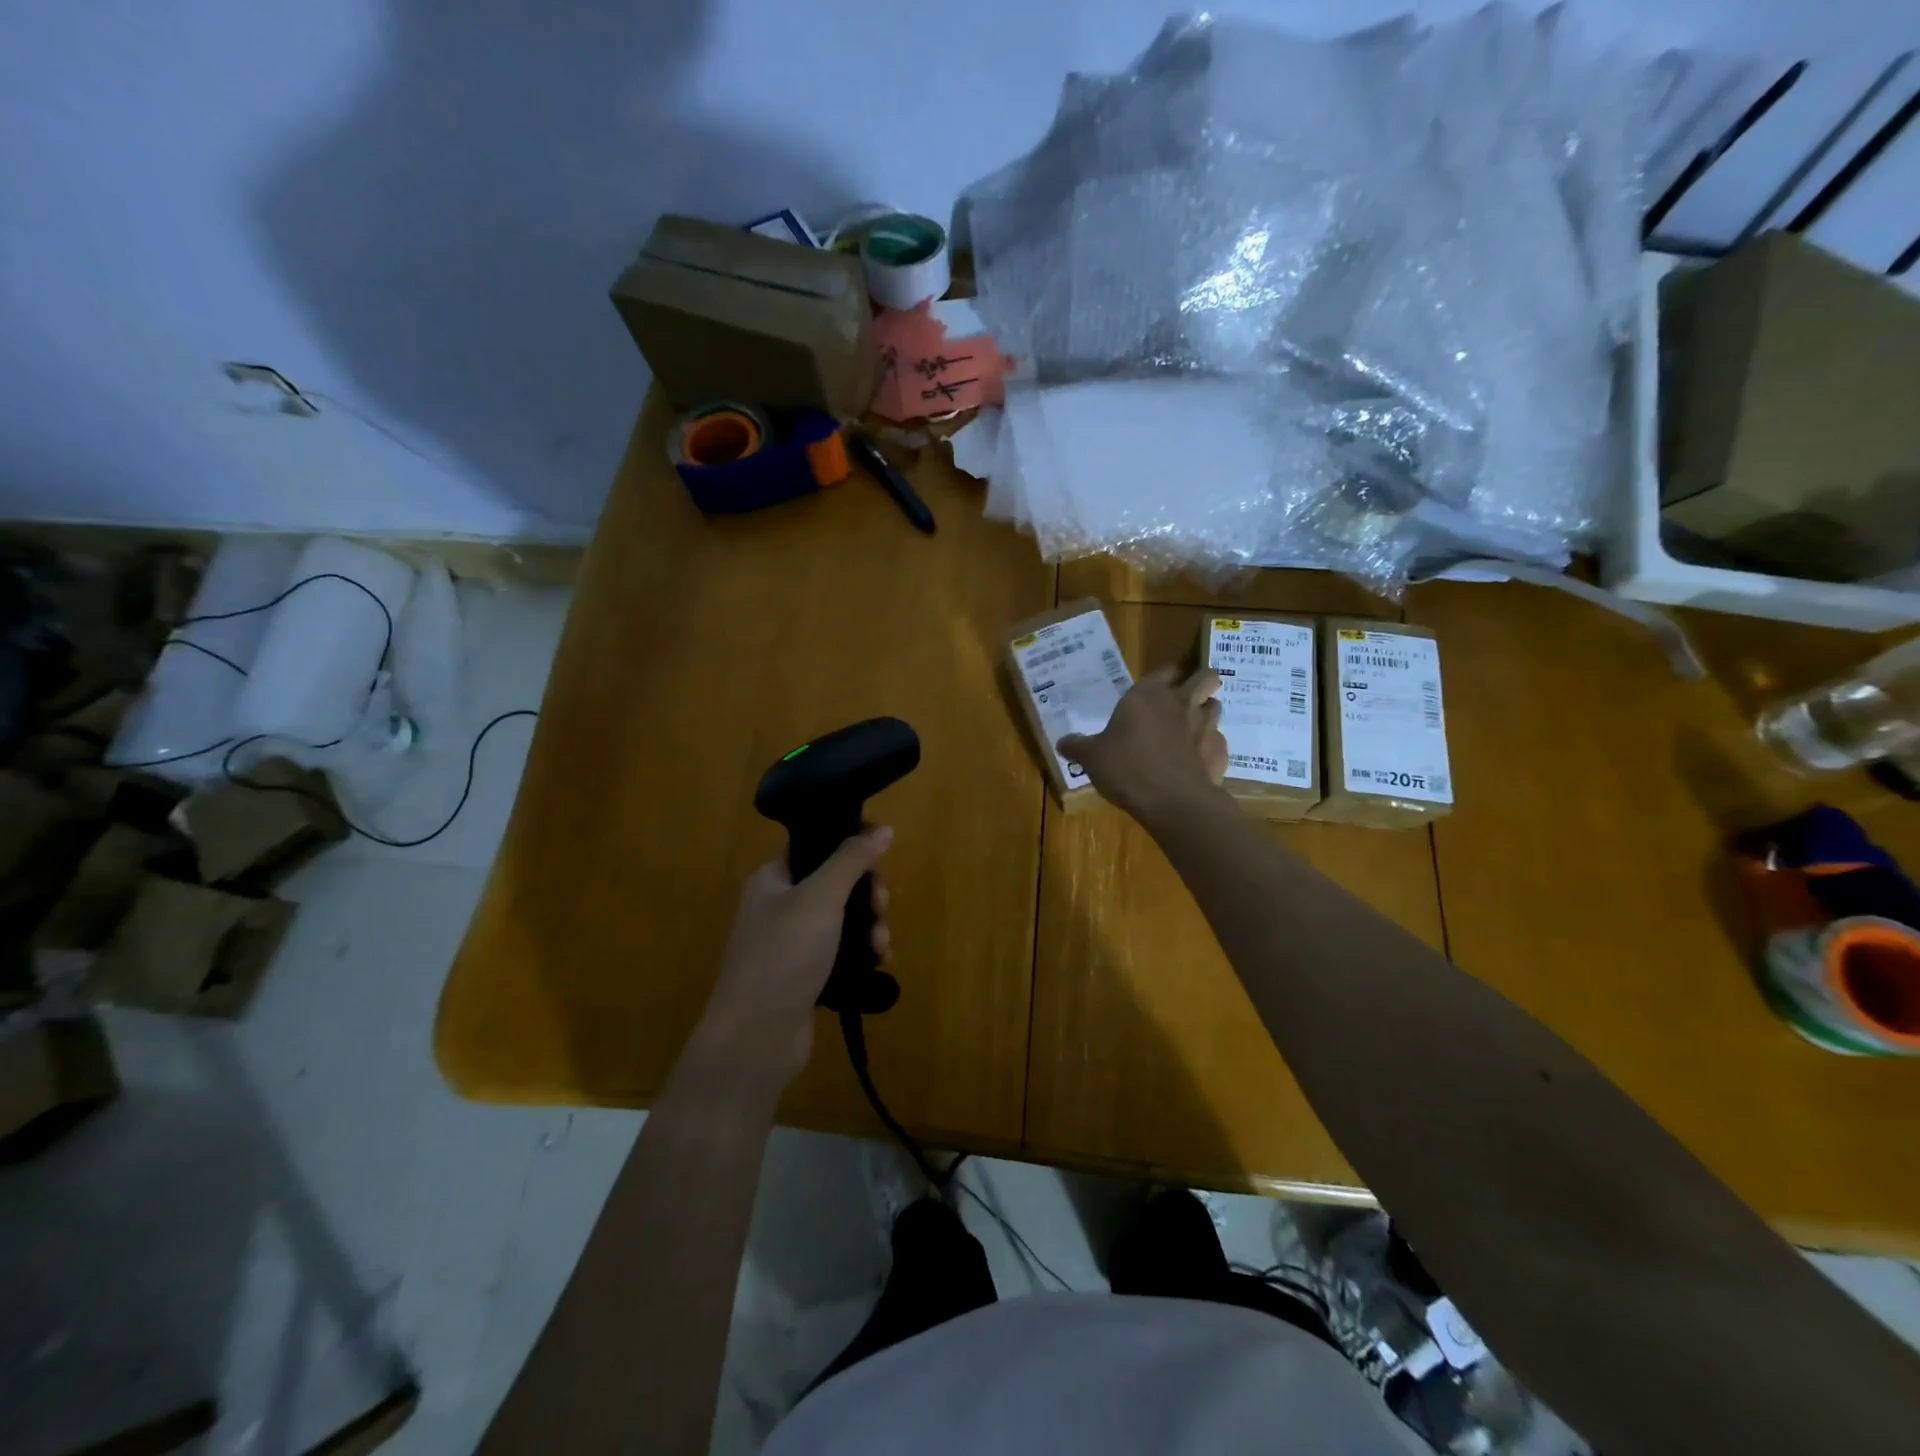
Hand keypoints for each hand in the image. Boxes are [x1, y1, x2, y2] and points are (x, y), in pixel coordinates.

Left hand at [699, 826, 893, 1089]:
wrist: (756, 1038)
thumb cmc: (784, 955)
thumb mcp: (821, 898)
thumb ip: (852, 860)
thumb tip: (882, 828)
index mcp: (773, 878)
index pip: (816, 844)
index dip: (851, 845)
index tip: (880, 858)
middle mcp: (780, 905)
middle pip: (837, 882)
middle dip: (868, 893)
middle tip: (883, 907)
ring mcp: (792, 943)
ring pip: (844, 918)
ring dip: (871, 926)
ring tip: (882, 947)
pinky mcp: (806, 975)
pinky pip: (842, 951)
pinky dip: (862, 953)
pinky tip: (878, 963)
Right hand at [1059, 665, 1227, 823]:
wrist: (1172, 801)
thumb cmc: (1127, 768)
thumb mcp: (1091, 758)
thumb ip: (1077, 747)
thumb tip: (1061, 743)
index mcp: (1148, 695)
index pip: (1165, 670)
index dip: (1166, 675)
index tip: (1161, 684)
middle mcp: (1181, 703)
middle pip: (1205, 677)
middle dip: (1200, 682)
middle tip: (1186, 698)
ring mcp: (1206, 726)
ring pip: (1216, 706)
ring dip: (1206, 713)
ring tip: (1191, 729)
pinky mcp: (1220, 752)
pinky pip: (1218, 742)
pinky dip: (1209, 748)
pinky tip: (1196, 762)